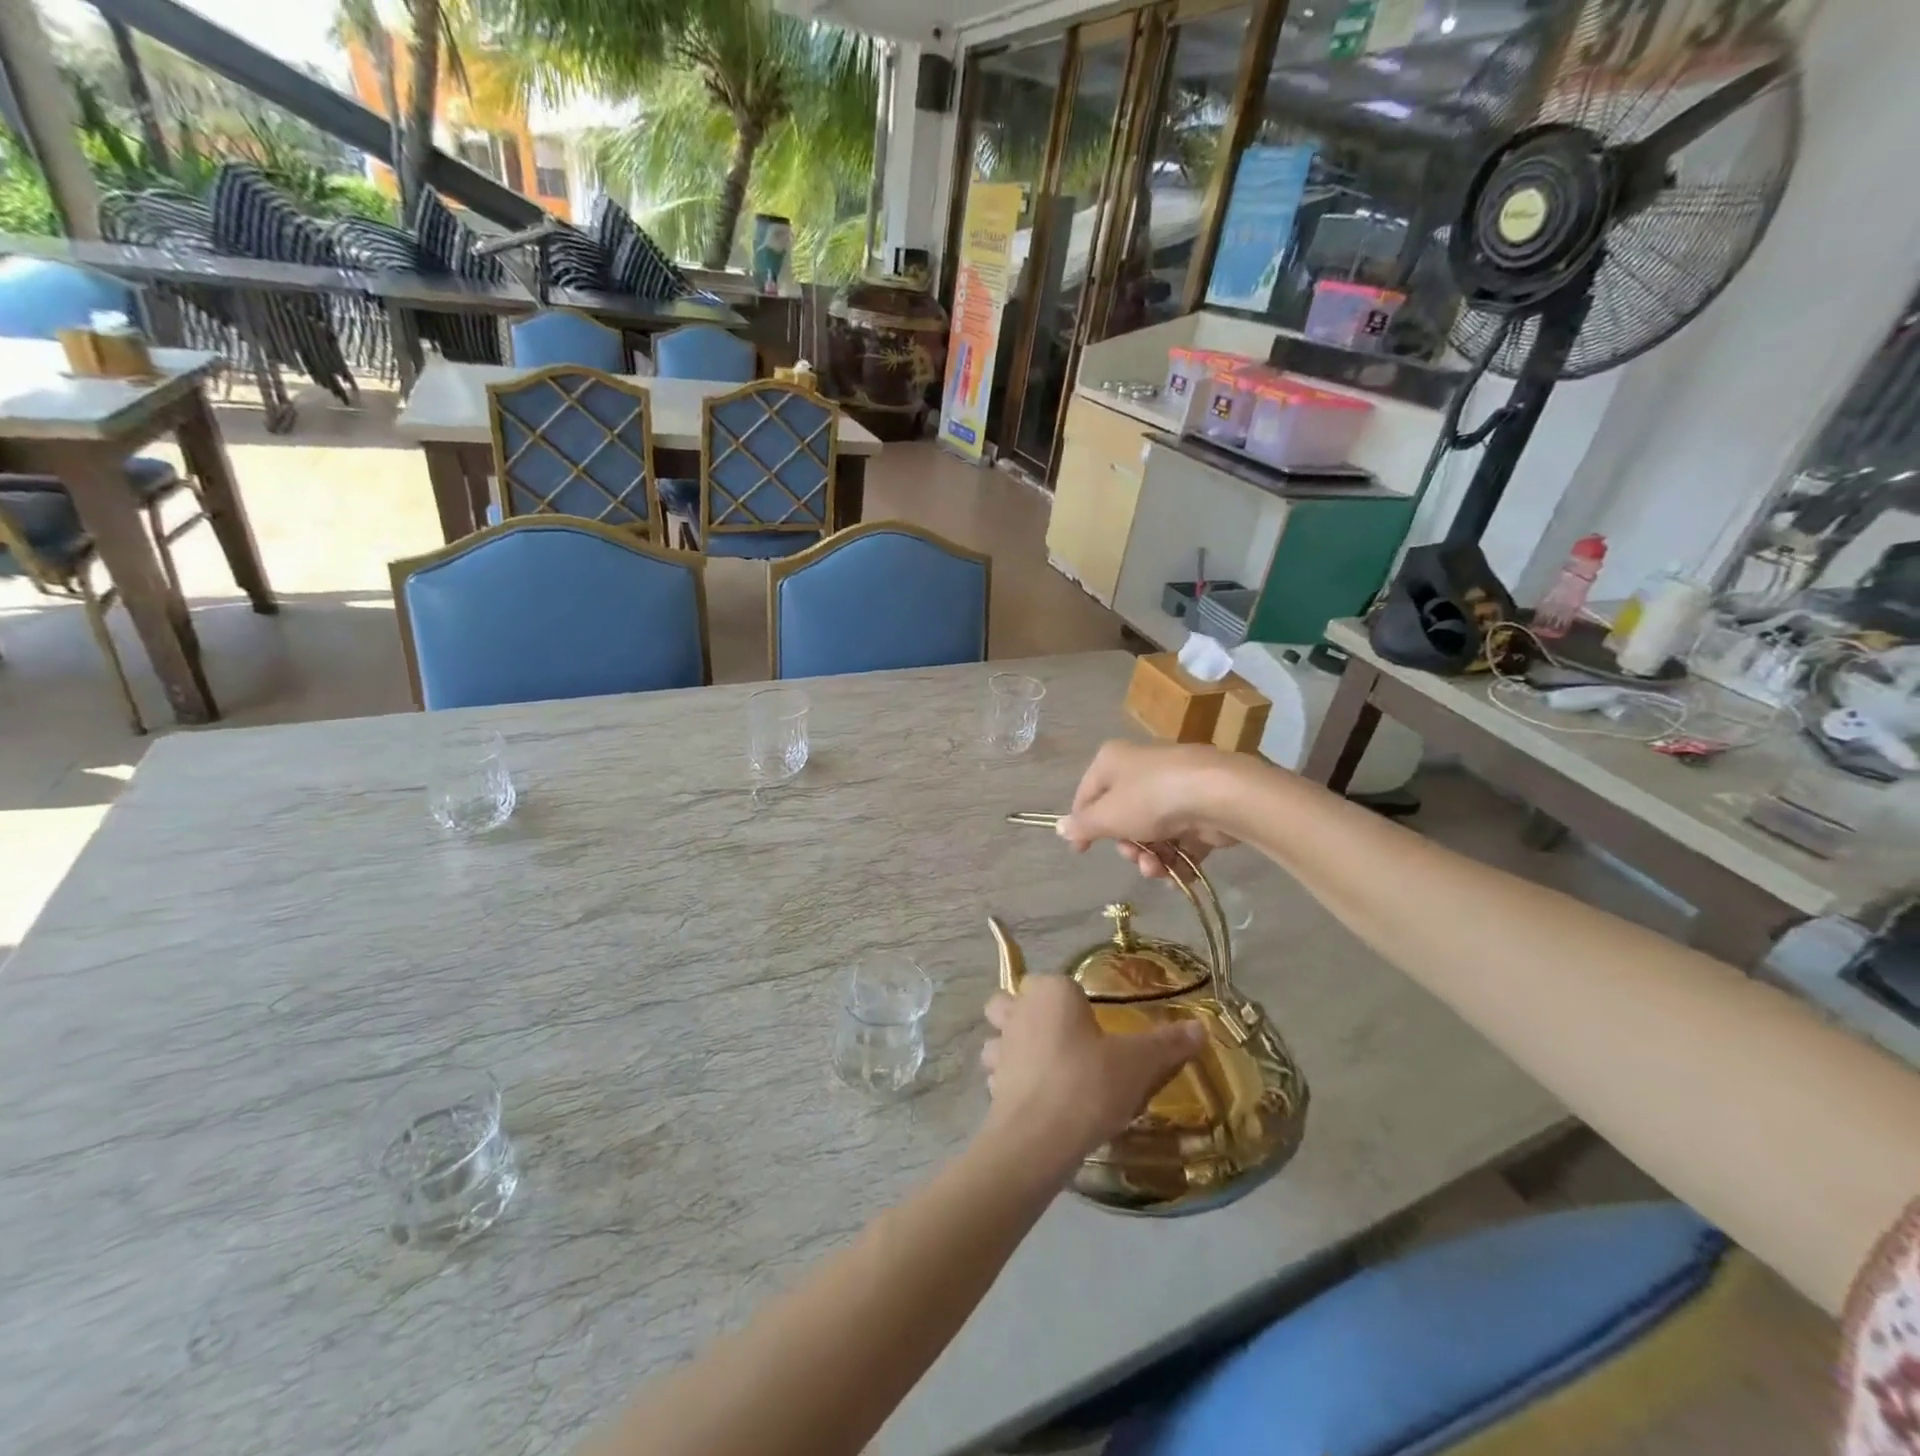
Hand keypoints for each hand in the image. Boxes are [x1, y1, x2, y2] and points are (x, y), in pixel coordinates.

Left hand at [979, 976, 1204, 1169]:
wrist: (1040, 1138)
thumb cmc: (1089, 1083)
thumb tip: (1200, 1027)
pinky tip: (1037, 1100)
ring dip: (1011, 1047)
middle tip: (1059, 1039)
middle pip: (1010, 1000)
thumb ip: (1168, 1043)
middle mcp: (1018, 1011)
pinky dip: (1011, 1081)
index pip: (1055, 983)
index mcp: (1051, 993)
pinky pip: (998, 1074)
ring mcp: (1000, 1047)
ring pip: (997, 1036)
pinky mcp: (991, 1084)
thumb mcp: (1139, 1063)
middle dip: (1025, 1013)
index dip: (1070, 1000)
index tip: (1092, 1026)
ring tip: (1043, 1069)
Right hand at [1057, 741, 1239, 880]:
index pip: (1087, 794)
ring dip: (1151, 858)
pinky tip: (1178, 876)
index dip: (1083, 824)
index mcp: (1113, 760)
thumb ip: (1083, 826)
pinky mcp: (1201, 808)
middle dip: (1127, 846)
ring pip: (1153, 830)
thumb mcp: (1108, 816)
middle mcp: (1142, 768)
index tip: (1082, 851)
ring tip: (1159, 871)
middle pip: (1122, 816)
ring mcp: (1174, 787)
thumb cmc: (1151, 799)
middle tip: (1133, 857)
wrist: (1219, 795)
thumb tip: (1059, 828)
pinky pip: (1181, 838)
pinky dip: (1177, 859)